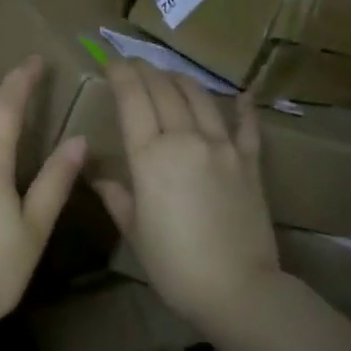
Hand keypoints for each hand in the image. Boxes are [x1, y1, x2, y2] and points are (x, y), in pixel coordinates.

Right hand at [95, 60, 282, 330]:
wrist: (237, 287)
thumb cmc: (173, 264)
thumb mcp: (134, 230)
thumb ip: (117, 196)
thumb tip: (100, 176)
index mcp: (150, 156)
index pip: (132, 100)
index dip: (121, 75)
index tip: (111, 62)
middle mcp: (186, 140)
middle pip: (164, 91)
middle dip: (146, 71)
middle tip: (134, 64)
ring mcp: (223, 147)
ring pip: (200, 98)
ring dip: (181, 81)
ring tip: (169, 75)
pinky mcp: (250, 162)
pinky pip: (247, 126)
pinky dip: (243, 107)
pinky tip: (241, 94)